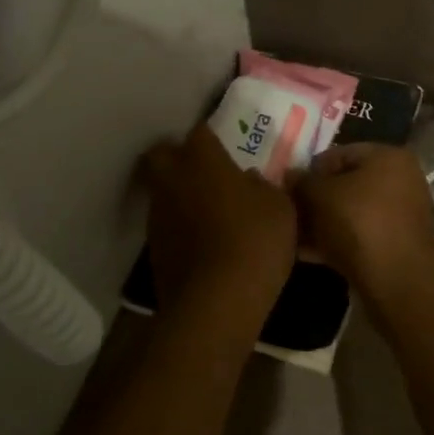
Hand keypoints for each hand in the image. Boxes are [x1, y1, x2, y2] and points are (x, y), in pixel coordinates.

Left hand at [141, 123, 297, 310]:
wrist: (216, 303)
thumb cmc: (255, 242)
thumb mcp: (279, 208)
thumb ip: (263, 187)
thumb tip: (249, 180)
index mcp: (203, 160)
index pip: (200, 131)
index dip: (211, 137)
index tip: (226, 146)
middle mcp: (172, 180)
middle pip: (162, 154)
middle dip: (178, 157)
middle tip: (204, 170)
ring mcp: (157, 215)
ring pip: (161, 190)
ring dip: (179, 194)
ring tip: (207, 210)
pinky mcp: (153, 248)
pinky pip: (165, 224)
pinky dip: (180, 226)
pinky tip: (202, 241)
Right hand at [291, 143, 433, 289]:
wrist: (394, 279)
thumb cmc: (357, 222)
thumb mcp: (319, 195)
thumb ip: (301, 182)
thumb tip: (289, 175)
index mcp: (388, 157)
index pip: (339, 154)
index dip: (309, 170)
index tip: (287, 189)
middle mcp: (400, 181)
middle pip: (345, 185)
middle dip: (314, 200)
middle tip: (288, 213)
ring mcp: (399, 215)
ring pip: (349, 213)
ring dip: (321, 223)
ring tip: (291, 235)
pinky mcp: (394, 245)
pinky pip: (358, 236)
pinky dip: (334, 241)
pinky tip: (305, 253)